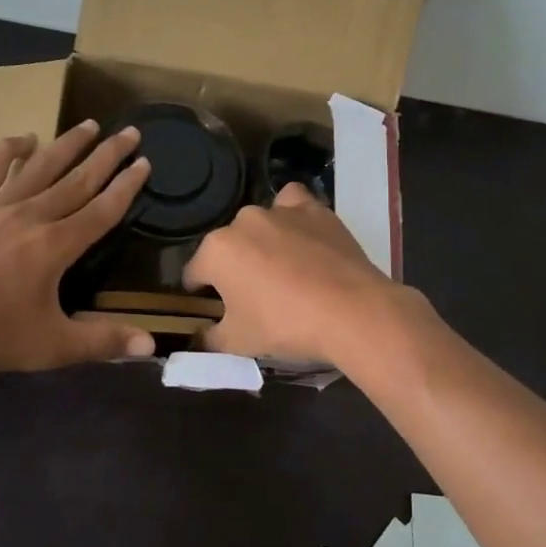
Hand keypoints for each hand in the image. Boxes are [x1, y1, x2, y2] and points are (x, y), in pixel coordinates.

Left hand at [0, 121, 154, 373]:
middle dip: (107, 156)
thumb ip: (101, 341)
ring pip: (38, 167)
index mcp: (54, 246)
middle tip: (130, 131)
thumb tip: (151, 344)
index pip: (101, 210)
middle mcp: (29, 216)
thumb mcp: (48, 347)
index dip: (126, 187)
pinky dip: (8, 151)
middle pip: (76, 180)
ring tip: (88, 124)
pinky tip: (23, 139)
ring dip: (66, 145)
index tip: (145, 162)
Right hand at [182, 183, 400, 364]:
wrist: (351, 312)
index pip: (195, 272)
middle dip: (234, 267)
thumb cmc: (285, 325)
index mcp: (217, 251)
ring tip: (280, 268)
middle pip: (228, 246)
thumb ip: (210, 338)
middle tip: (253, 296)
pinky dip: (292, 215)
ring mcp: (280, 212)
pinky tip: (300, 235)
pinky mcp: (314, 210)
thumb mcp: (238, 343)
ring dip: (262, 241)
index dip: (199, 292)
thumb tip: (199, 338)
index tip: (211, 309)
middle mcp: (243, 222)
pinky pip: (293, 203)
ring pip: (259, 223)